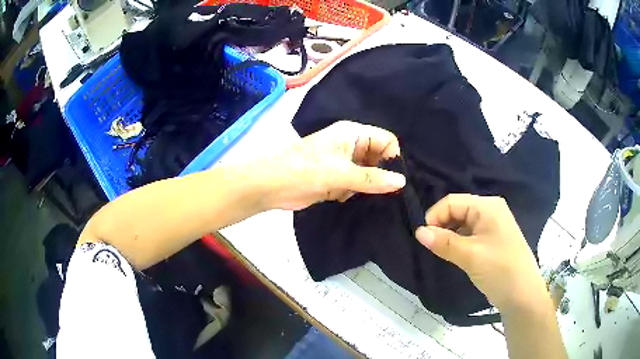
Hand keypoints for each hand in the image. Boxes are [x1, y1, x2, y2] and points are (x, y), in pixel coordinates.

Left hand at [262, 121, 405, 209]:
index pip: (386, 141)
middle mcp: (352, 146)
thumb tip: (402, 182)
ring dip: (366, 187)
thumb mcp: (340, 173)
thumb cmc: (304, 171)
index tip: (395, 181)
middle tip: (383, 193)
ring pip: (369, 174)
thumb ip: (372, 178)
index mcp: (353, 134)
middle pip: (379, 159)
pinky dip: (354, 193)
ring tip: (358, 194)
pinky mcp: (337, 180)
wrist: (271, 186)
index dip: (393, 158)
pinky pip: (356, 186)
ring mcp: (344, 164)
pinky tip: (343, 197)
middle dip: (380, 175)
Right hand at [415, 194, 549, 313]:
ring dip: (450, 236)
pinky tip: (456, 255)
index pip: (452, 202)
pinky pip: (471, 234)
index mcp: (487, 206)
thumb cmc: (499, 269)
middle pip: (458, 210)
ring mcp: (494, 225)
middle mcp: (491, 210)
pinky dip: (460, 242)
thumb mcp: (470, 255)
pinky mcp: (494, 240)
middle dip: (443, 226)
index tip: (424, 238)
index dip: (435, 216)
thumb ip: (443, 242)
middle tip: (433, 247)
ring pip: (464, 224)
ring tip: (443, 253)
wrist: (523, 294)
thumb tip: (418, 232)